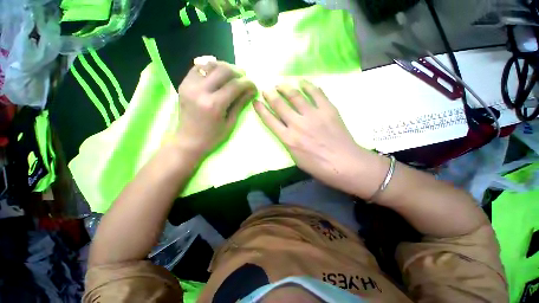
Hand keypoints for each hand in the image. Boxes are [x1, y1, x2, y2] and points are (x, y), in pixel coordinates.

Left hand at [175, 58, 256, 157]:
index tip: (254, 86)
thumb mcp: (230, 123)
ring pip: (210, 65)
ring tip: (232, 75)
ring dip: (224, 68)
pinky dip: (211, 68)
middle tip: (244, 79)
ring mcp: (189, 85)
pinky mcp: (184, 84)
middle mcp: (200, 90)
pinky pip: (199, 68)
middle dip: (238, 73)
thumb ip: (240, 103)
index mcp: (214, 104)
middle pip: (223, 70)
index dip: (248, 83)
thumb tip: (251, 91)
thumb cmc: (212, 137)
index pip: (235, 85)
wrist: (188, 141)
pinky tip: (217, 75)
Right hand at [254, 80, 373, 195]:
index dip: (261, 109)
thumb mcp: (296, 158)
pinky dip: (308, 85)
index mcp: (288, 139)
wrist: (344, 163)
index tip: (256, 102)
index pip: (269, 120)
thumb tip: (285, 130)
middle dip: (270, 95)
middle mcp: (297, 124)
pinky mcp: (327, 109)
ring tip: (280, 84)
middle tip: (266, 89)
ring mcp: (313, 115)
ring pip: (295, 96)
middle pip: (279, 105)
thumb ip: (289, 142)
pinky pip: (316, 92)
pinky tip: (302, 82)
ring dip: (285, 88)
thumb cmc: (318, 166)